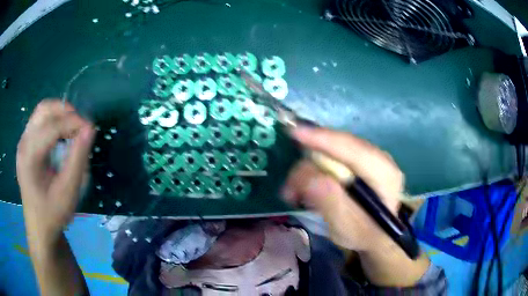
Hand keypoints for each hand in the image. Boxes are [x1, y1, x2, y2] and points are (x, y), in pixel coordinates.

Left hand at [17, 99, 94, 246]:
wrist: (39, 228)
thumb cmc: (52, 214)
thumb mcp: (68, 192)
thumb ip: (77, 159)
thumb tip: (89, 130)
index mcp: (29, 157)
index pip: (52, 126)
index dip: (73, 122)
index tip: (90, 129)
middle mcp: (23, 143)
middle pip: (44, 110)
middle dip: (65, 112)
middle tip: (80, 126)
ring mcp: (23, 142)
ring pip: (41, 112)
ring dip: (59, 114)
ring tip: (72, 128)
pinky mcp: (26, 145)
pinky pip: (39, 121)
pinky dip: (53, 121)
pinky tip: (61, 135)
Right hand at [283, 126, 403, 251]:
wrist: (376, 238)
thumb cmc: (363, 235)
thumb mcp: (345, 225)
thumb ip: (328, 199)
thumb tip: (304, 173)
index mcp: (384, 173)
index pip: (352, 148)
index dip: (322, 139)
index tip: (294, 133)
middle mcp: (380, 158)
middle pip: (341, 146)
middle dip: (311, 160)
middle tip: (289, 185)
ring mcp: (372, 159)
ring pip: (335, 150)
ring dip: (311, 168)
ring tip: (295, 193)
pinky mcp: (362, 163)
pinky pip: (336, 156)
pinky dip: (318, 170)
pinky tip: (310, 186)